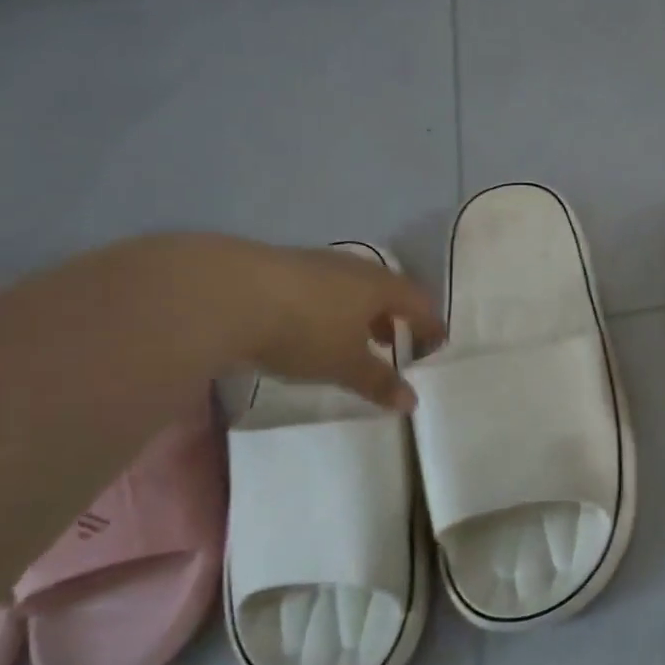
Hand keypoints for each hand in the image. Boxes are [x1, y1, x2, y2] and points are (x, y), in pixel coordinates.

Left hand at [237, 243, 445, 410]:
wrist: (227, 293)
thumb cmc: (305, 329)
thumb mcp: (345, 364)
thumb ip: (379, 382)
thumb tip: (411, 401)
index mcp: (381, 286)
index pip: (419, 302)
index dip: (430, 324)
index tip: (437, 343)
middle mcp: (354, 268)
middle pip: (386, 290)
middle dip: (394, 316)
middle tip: (395, 341)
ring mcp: (316, 263)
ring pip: (350, 287)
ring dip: (359, 312)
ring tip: (353, 337)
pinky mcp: (281, 267)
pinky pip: (320, 288)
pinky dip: (328, 307)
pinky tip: (311, 325)